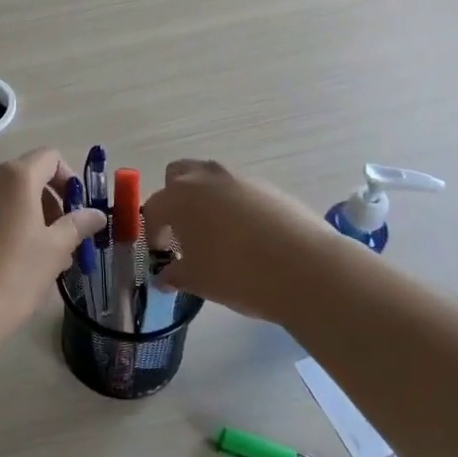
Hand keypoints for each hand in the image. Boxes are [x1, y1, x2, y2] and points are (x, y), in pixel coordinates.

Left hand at [0, 148, 105, 327]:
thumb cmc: (14, 273)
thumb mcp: (55, 249)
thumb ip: (77, 225)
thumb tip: (96, 214)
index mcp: (15, 176)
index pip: (50, 158)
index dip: (69, 179)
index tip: (76, 211)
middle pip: (27, 176)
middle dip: (50, 203)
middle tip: (63, 240)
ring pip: (5, 197)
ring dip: (28, 216)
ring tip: (40, 257)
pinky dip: (4, 225)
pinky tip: (11, 262)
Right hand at [142, 159, 336, 322]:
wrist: (304, 268)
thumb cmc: (237, 274)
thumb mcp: (198, 281)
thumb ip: (175, 275)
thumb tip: (165, 277)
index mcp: (178, 198)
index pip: (153, 209)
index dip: (153, 232)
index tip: (163, 253)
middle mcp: (205, 179)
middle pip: (178, 175)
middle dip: (175, 198)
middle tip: (183, 231)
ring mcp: (239, 178)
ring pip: (211, 179)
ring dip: (206, 199)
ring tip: (216, 234)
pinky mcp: (268, 186)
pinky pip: (240, 190)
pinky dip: (235, 206)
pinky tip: (249, 237)